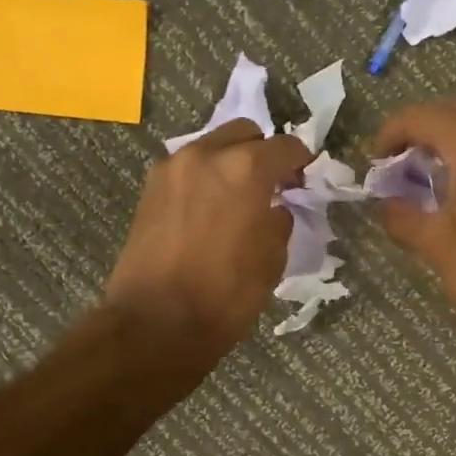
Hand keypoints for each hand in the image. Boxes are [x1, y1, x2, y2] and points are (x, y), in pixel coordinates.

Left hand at [103, 122, 310, 359]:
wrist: (156, 322)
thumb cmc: (226, 295)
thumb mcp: (272, 260)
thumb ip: (279, 221)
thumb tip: (274, 209)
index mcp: (246, 169)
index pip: (286, 146)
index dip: (302, 160)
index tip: (305, 179)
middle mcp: (206, 155)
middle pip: (245, 133)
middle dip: (263, 153)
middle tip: (272, 185)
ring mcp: (172, 168)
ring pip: (212, 146)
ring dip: (231, 162)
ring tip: (239, 198)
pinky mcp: (150, 188)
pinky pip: (188, 168)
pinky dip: (205, 177)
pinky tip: (210, 209)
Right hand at [373, 101, 455, 334]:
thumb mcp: (438, 247)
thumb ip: (403, 218)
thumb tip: (385, 205)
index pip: (423, 117)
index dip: (391, 132)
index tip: (376, 160)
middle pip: (453, 114)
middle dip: (419, 132)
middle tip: (397, 165)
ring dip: (448, 142)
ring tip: (426, 177)